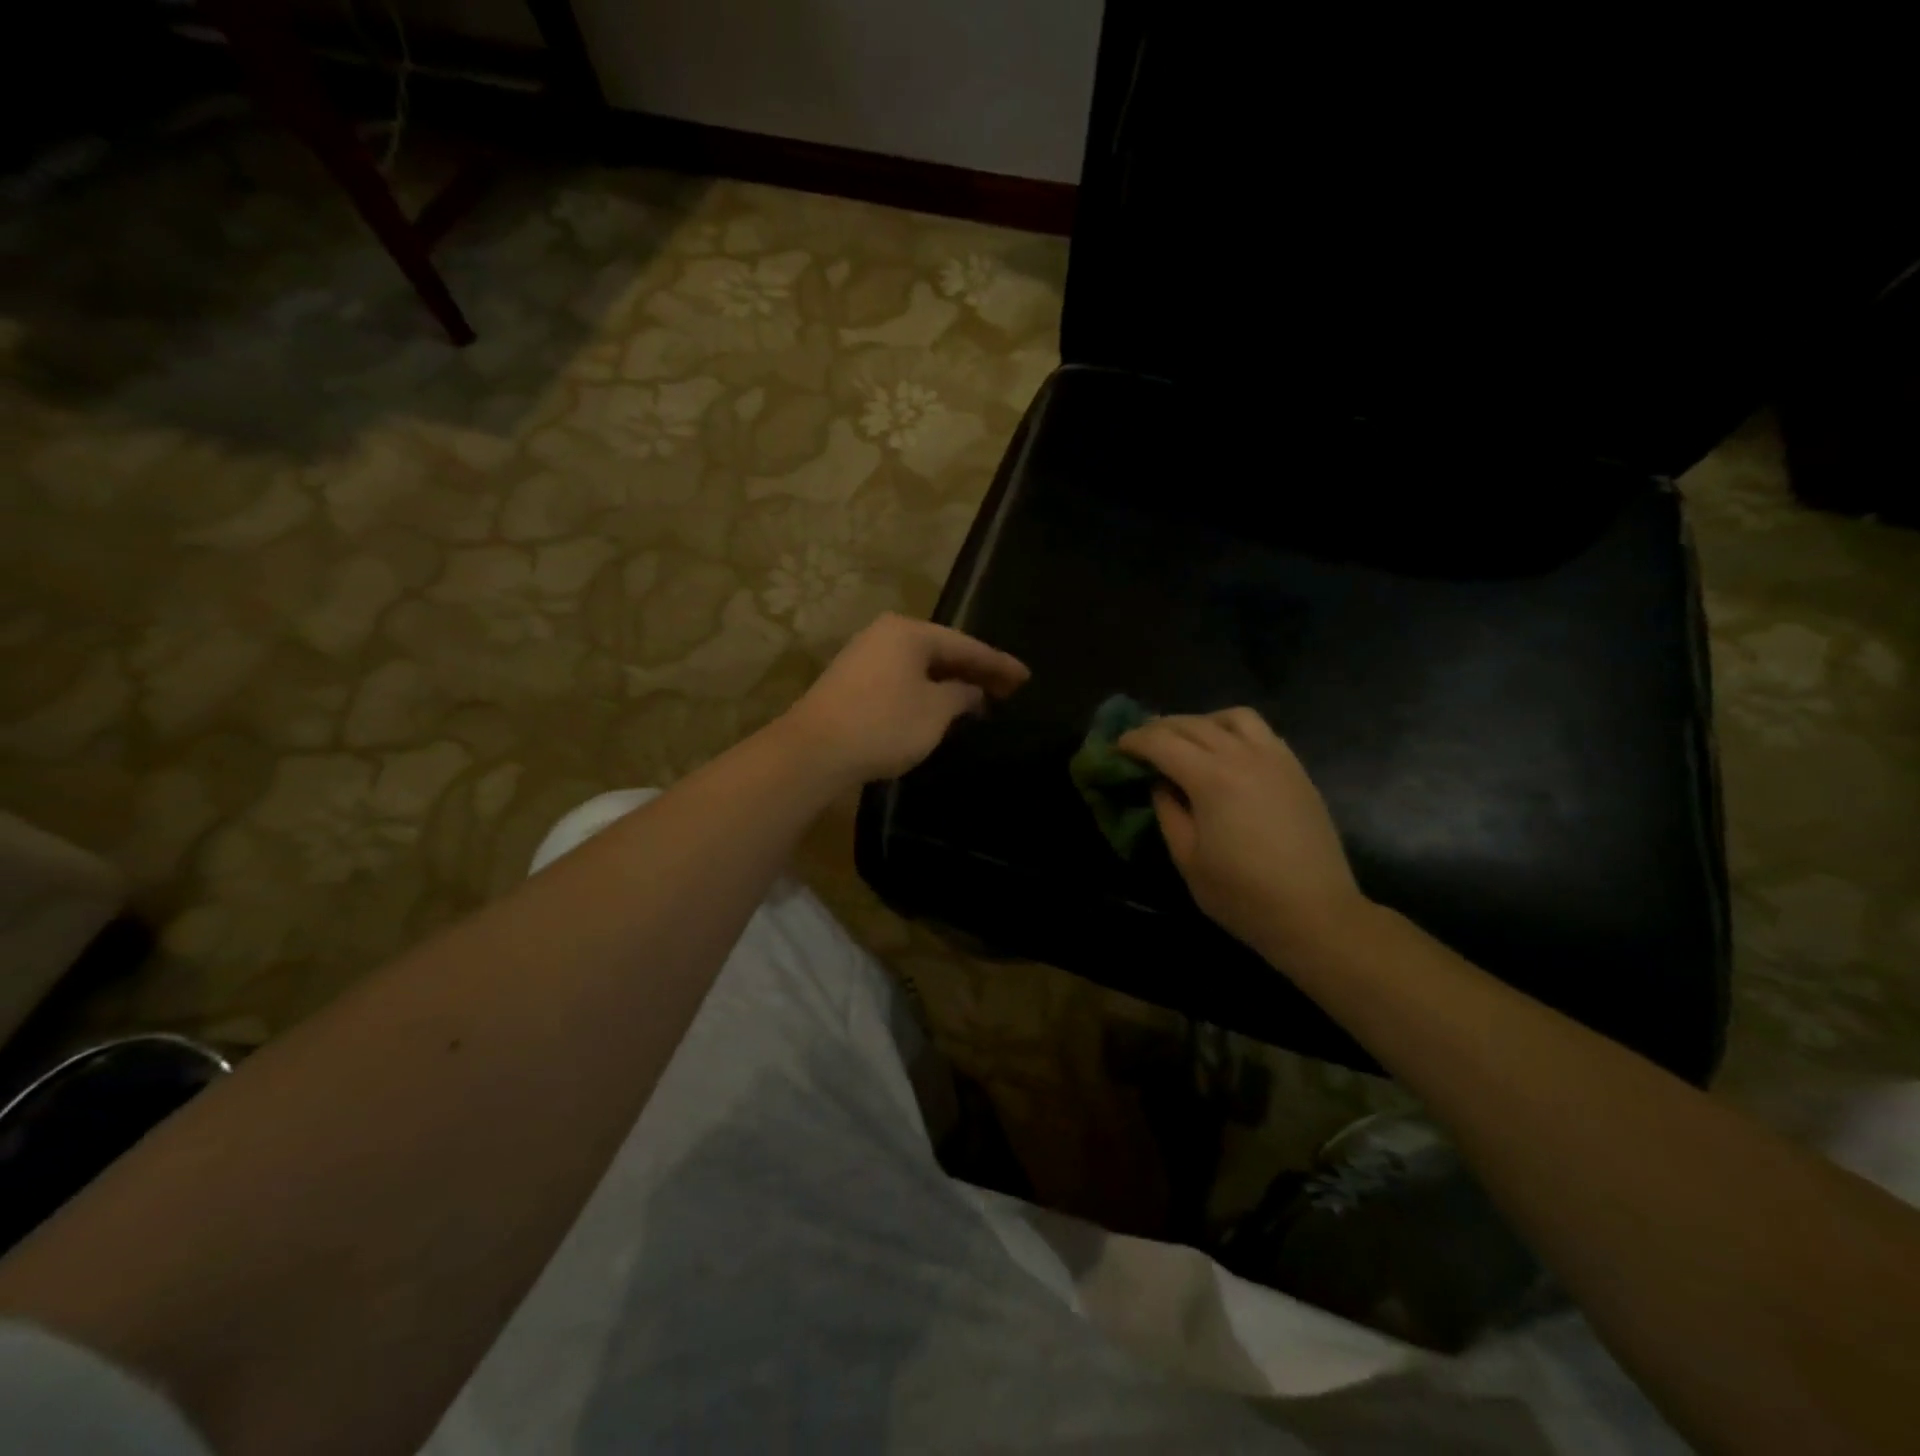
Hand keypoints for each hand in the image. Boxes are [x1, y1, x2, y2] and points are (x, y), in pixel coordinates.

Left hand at [781, 613, 1030, 786]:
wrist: (814, 750)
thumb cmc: (884, 724)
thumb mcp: (934, 711)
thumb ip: (961, 695)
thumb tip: (971, 690)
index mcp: (909, 632)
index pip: (966, 645)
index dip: (998, 664)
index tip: (1025, 677)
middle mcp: (886, 634)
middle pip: (942, 651)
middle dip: (975, 671)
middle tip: (1008, 690)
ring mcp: (865, 656)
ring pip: (920, 666)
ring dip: (950, 682)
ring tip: (979, 698)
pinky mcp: (852, 681)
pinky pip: (902, 678)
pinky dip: (926, 690)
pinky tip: (939, 706)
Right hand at [1119, 708, 1370, 964]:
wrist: (1317, 913)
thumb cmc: (1244, 895)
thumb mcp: (1188, 859)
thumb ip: (1168, 813)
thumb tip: (1161, 785)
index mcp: (1211, 778)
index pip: (1162, 742)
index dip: (1134, 740)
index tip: (1116, 747)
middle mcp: (1243, 756)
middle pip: (1192, 724)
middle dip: (1159, 728)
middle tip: (1140, 742)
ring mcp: (1275, 759)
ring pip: (1231, 717)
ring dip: (1201, 722)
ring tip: (1187, 741)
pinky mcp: (1296, 770)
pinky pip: (1261, 732)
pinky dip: (1233, 731)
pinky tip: (1226, 753)